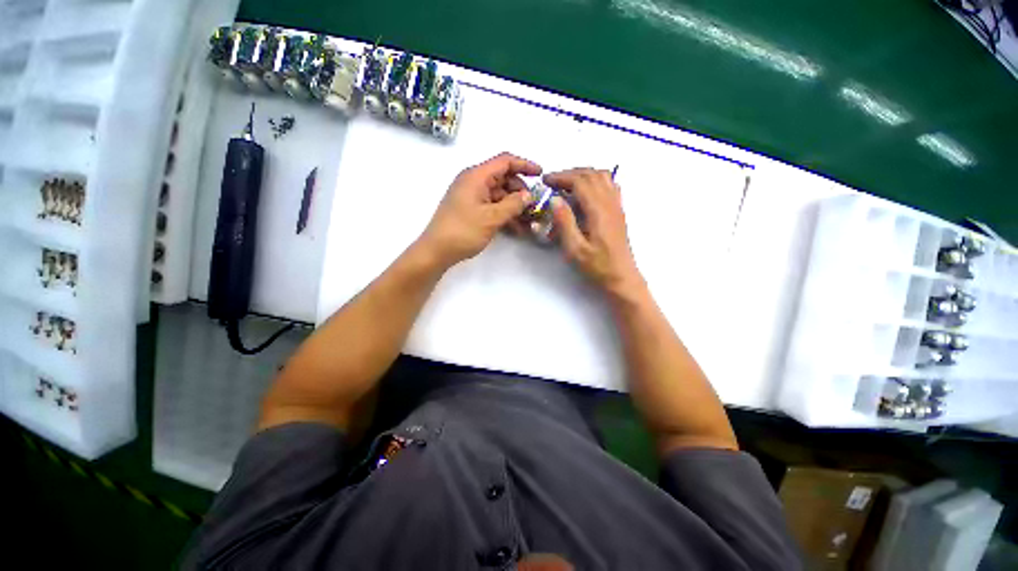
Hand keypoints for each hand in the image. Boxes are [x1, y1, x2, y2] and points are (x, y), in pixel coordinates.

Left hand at [419, 152, 540, 266]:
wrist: (437, 251)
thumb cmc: (463, 231)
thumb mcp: (492, 218)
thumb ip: (513, 204)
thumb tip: (528, 195)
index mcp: (476, 176)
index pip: (505, 161)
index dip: (524, 165)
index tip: (541, 174)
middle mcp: (474, 182)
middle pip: (503, 178)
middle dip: (521, 191)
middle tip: (534, 207)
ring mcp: (472, 196)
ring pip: (499, 195)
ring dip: (514, 206)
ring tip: (528, 222)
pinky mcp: (471, 209)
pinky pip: (492, 206)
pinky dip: (504, 214)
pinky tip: (516, 229)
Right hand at [547, 168, 643, 295]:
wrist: (622, 278)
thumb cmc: (597, 266)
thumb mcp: (575, 249)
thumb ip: (564, 222)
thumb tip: (555, 199)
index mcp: (598, 211)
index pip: (580, 182)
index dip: (561, 177)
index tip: (545, 181)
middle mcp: (610, 203)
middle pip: (591, 174)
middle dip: (570, 173)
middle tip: (552, 182)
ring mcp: (617, 206)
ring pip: (602, 177)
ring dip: (583, 175)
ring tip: (567, 184)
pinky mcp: (618, 212)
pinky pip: (610, 185)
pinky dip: (595, 181)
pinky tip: (585, 193)